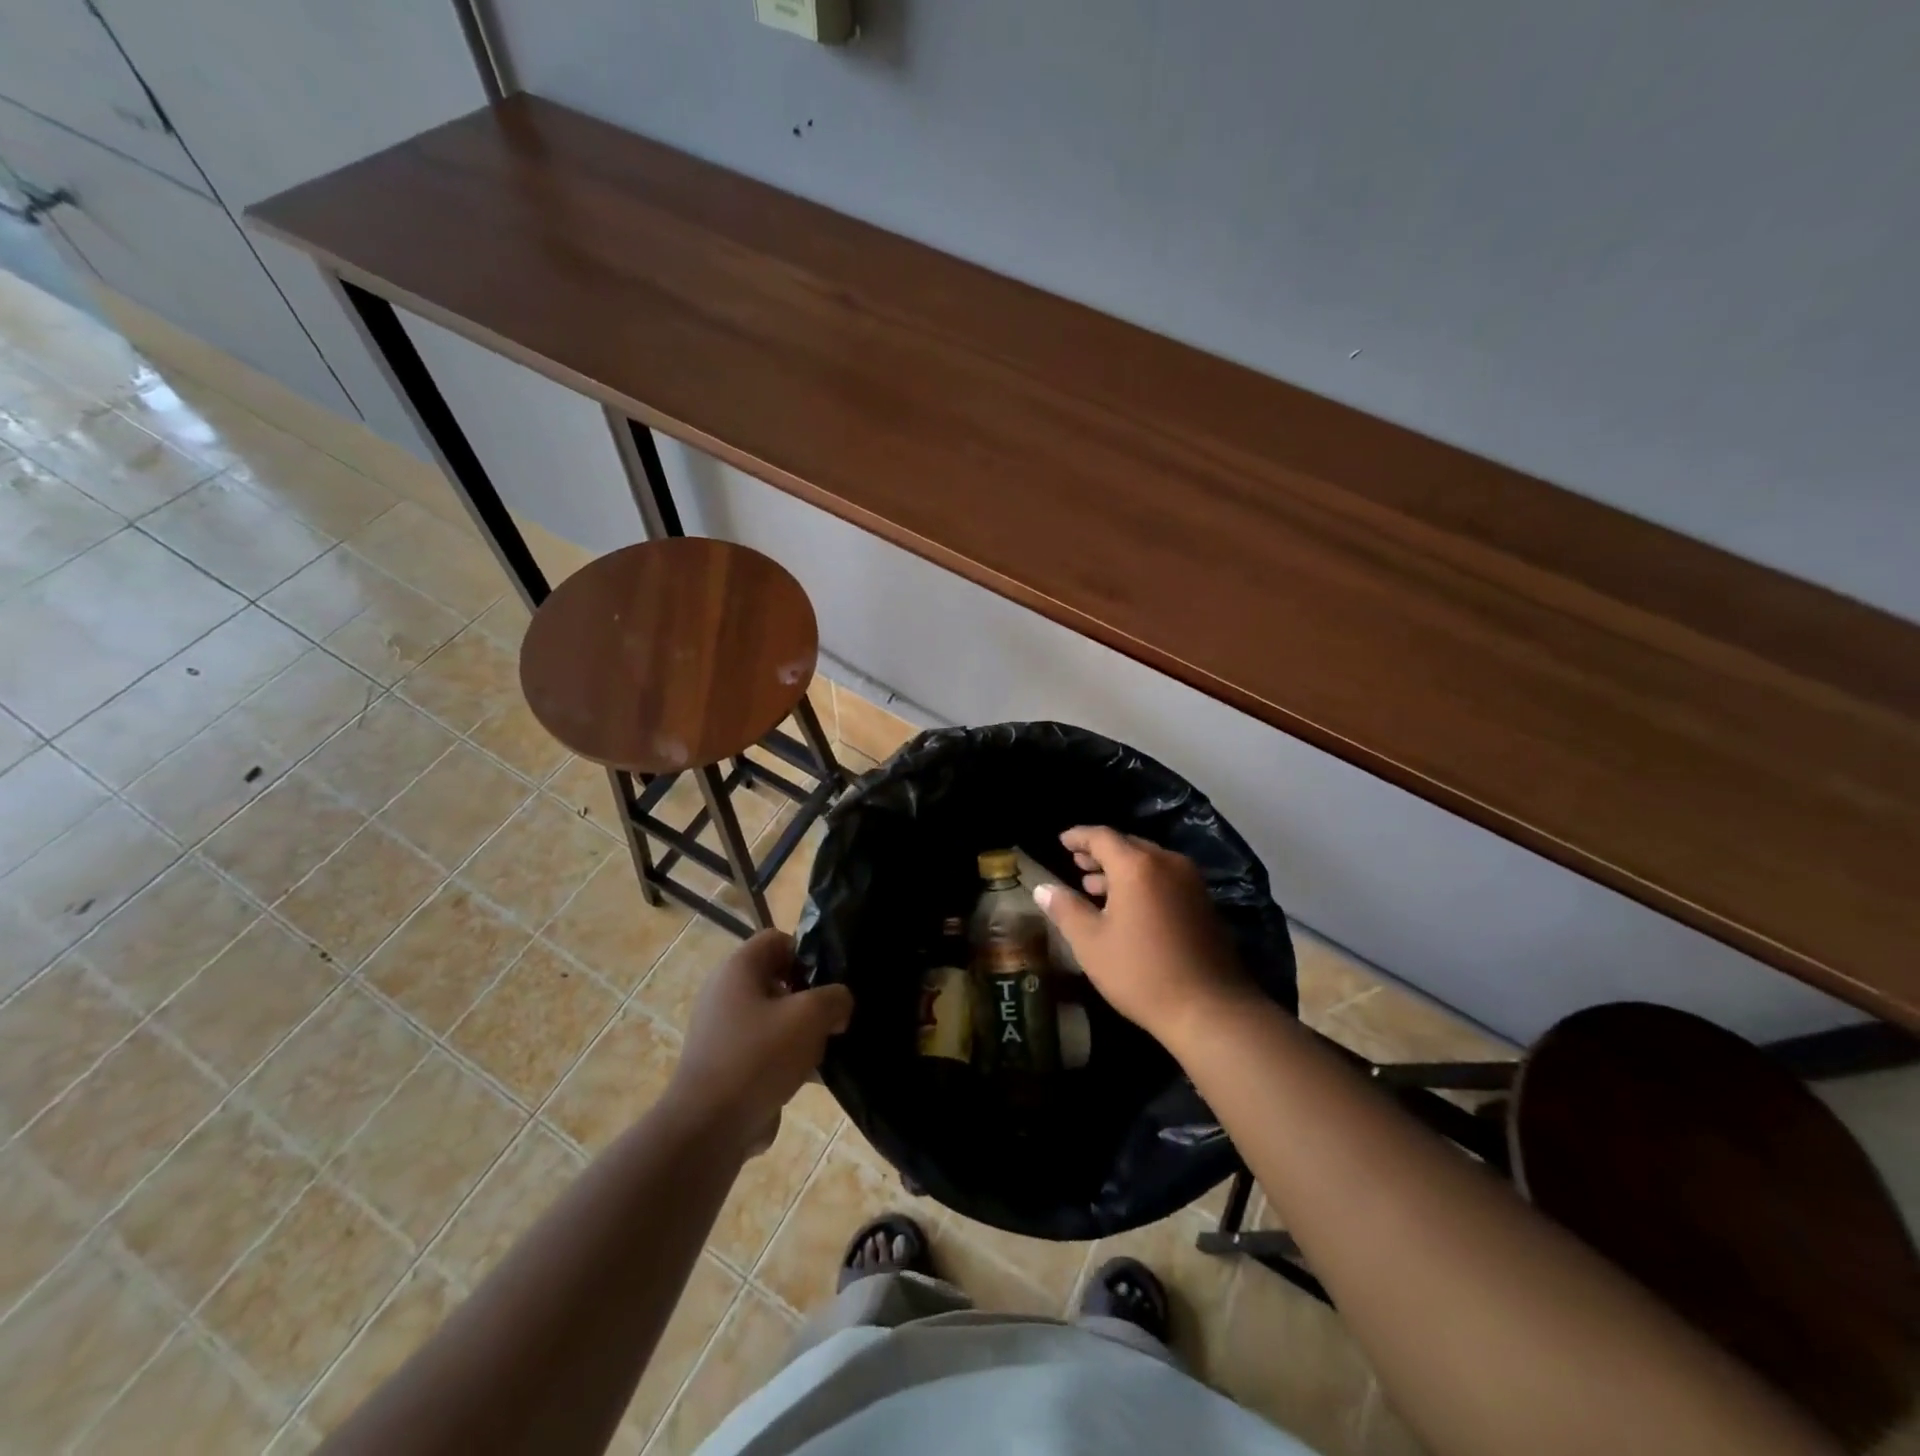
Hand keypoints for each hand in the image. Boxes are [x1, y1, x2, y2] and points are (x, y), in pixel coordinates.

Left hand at [665, 930, 853, 1156]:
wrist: (709, 1128)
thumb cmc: (759, 1056)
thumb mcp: (810, 1016)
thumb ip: (835, 998)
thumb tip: (839, 1005)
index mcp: (738, 968)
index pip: (778, 939)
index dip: (807, 953)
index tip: (829, 980)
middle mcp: (725, 992)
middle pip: (778, 978)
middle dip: (810, 996)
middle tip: (833, 1016)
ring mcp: (723, 1030)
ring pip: (775, 1016)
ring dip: (802, 1030)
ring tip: (826, 1049)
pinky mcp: (726, 1063)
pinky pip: (765, 1047)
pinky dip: (787, 1057)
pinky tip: (810, 1077)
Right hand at [1034, 826, 1253, 1049]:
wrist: (1210, 1009)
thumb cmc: (1141, 973)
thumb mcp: (1091, 943)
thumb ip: (1065, 909)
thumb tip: (1042, 888)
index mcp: (1137, 866)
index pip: (1102, 836)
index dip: (1079, 836)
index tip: (1061, 840)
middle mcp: (1167, 863)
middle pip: (1128, 845)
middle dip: (1100, 852)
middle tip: (1077, 863)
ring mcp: (1191, 882)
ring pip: (1149, 862)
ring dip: (1120, 869)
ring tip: (1094, 886)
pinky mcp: (1204, 903)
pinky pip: (1166, 878)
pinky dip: (1142, 882)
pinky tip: (1128, 907)